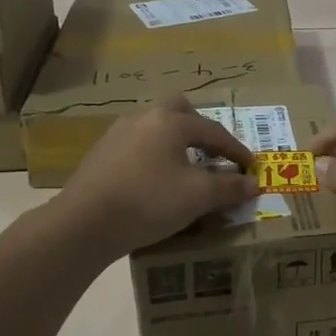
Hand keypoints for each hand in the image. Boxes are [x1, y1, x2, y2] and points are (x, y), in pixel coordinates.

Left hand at [57, 93, 258, 255]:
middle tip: (211, 153)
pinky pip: (136, 147)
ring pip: (154, 129)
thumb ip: (228, 187)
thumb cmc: (148, 201)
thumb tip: (252, 183)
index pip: (213, 131)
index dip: (236, 150)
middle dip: (199, 129)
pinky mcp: (100, 156)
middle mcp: (143, 118)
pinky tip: (153, 183)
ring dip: (173, 144)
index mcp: (170, 122)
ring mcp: (117, 135)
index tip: (250, 167)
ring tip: (183, 170)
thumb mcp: (197, 197)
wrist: (83, 223)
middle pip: (178, 111)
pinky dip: (153, 158)